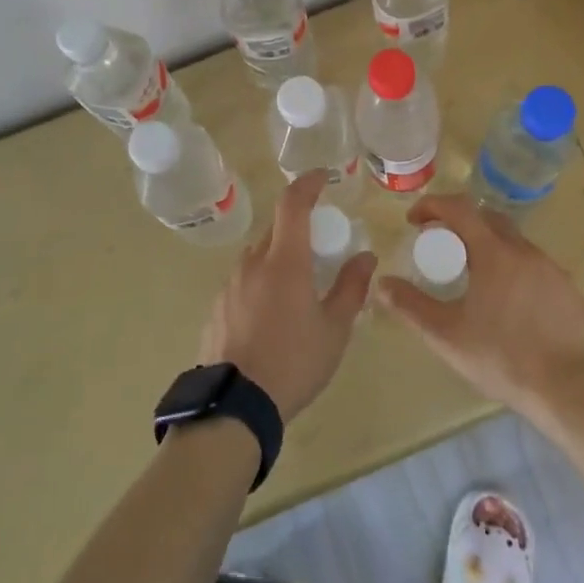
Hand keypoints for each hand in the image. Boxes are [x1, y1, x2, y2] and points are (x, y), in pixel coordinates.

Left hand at [199, 173, 377, 422]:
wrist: (235, 406)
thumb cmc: (293, 362)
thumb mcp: (334, 329)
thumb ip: (351, 288)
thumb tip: (366, 256)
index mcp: (283, 260)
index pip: (293, 203)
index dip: (308, 183)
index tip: (324, 176)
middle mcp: (252, 263)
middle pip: (276, 230)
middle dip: (298, 228)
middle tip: (320, 247)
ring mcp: (230, 285)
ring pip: (258, 257)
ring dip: (278, 258)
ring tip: (298, 288)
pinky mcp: (217, 308)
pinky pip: (243, 282)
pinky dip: (261, 283)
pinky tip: (271, 316)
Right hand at [374, 194, 583, 415]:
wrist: (566, 389)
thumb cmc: (500, 357)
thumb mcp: (446, 334)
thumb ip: (410, 305)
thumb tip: (382, 283)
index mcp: (493, 253)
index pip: (459, 208)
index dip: (433, 206)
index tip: (415, 220)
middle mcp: (524, 251)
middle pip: (487, 218)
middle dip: (460, 223)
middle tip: (442, 245)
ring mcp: (551, 269)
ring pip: (514, 243)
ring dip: (489, 247)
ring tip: (474, 276)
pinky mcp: (568, 290)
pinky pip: (535, 267)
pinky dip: (515, 271)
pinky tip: (509, 303)